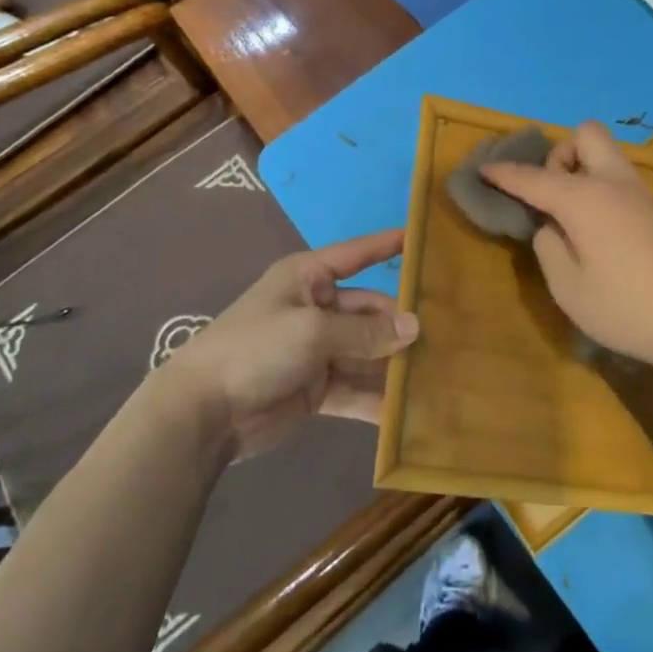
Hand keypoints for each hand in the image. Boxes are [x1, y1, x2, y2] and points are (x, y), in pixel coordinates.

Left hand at [168, 230, 417, 460]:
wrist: (204, 412)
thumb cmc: (257, 348)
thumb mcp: (313, 331)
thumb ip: (366, 332)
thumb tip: (416, 327)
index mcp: (309, 278)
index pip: (356, 254)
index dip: (386, 245)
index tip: (423, 239)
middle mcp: (316, 308)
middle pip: (369, 310)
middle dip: (401, 323)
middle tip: (448, 333)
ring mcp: (317, 350)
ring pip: (367, 351)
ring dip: (395, 363)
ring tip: (440, 371)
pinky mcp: (316, 389)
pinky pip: (355, 389)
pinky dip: (377, 399)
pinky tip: (409, 412)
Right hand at [483, 123, 652, 382]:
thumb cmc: (629, 308)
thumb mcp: (570, 289)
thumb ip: (549, 248)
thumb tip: (552, 226)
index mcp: (583, 198)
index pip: (532, 177)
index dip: (504, 173)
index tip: (483, 169)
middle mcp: (614, 184)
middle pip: (586, 136)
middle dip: (561, 154)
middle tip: (552, 195)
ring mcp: (645, 196)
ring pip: (609, 158)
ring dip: (585, 173)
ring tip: (575, 220)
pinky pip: (625, 185)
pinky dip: (606, 194)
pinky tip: (607, 237)